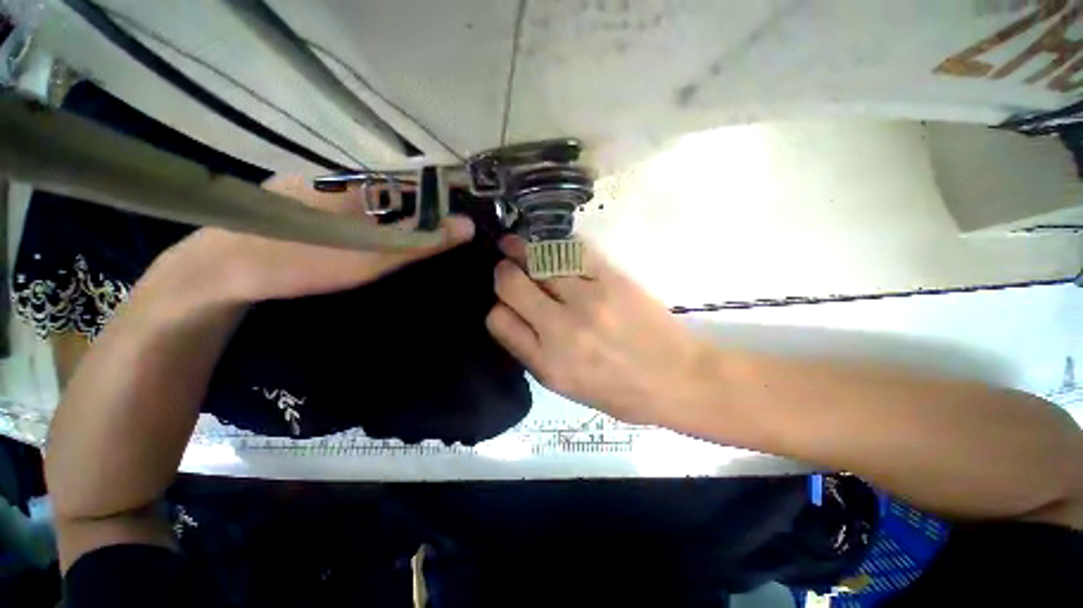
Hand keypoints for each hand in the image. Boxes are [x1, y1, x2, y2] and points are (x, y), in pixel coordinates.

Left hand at [154, 175, 474, 303]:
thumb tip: (469, 225)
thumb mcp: (374, 256)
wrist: (223, 267)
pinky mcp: (305, 198)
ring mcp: (323, 185)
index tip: (461, 223)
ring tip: (407, 243)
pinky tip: (366, 238)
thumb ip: (422, 241)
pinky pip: (353, 204)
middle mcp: (347, 177)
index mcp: (366, 183)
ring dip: (398, 217)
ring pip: (377, 198)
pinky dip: (371, 218)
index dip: (446, 201)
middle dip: (424, 213)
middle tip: (437, 241)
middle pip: (401, 191)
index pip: (423, 183)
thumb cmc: (305, 259)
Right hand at [486, 236, 710, 425]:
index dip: (497, 307)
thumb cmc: (623, 393)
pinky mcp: (612, 279)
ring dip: (521, 251)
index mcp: (548, 364)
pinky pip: (571, 252)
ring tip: (514, 245)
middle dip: (503, 272)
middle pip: (511, 285)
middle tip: (506, 266)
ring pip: (537, 262)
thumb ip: (535, 354)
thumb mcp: (568, 387)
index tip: (505, 302)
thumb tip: (515, 318)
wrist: (678, 378)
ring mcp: (588, 300)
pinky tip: (549, 246)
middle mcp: (561, 330)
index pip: (499, 321)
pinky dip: (554, 247)